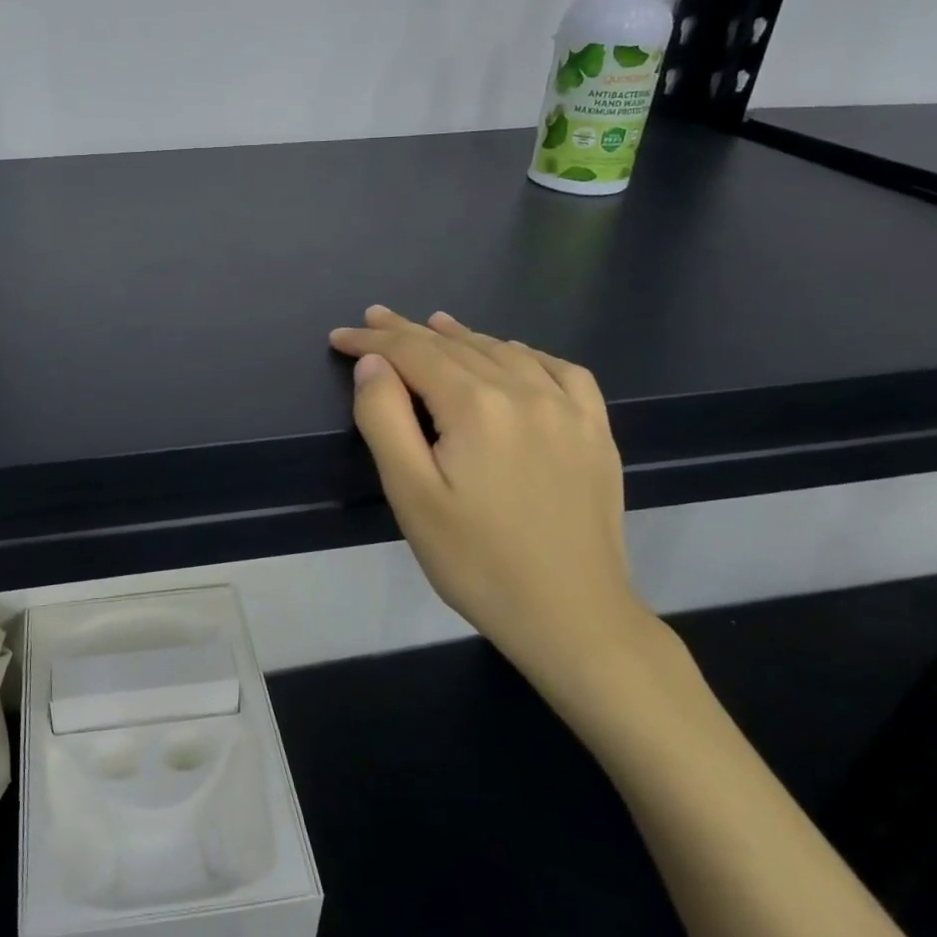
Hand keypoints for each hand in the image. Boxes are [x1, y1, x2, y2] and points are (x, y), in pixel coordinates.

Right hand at [328, 306, 650, 681]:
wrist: (572, 617)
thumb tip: (373, 365)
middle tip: (374, 319)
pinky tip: (515, 356)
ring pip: (505, 352)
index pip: (414, 354)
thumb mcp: (410, 494)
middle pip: (456, 347)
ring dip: (462, 337)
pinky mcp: (596, 432)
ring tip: (433, 325)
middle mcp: (527, 392)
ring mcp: (570, 410)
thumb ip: (384, 419)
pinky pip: (562, 371)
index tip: (339, 335)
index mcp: (478, 406)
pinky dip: (527, 354)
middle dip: (408, 332)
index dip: (372, 341)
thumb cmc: (476, 561)